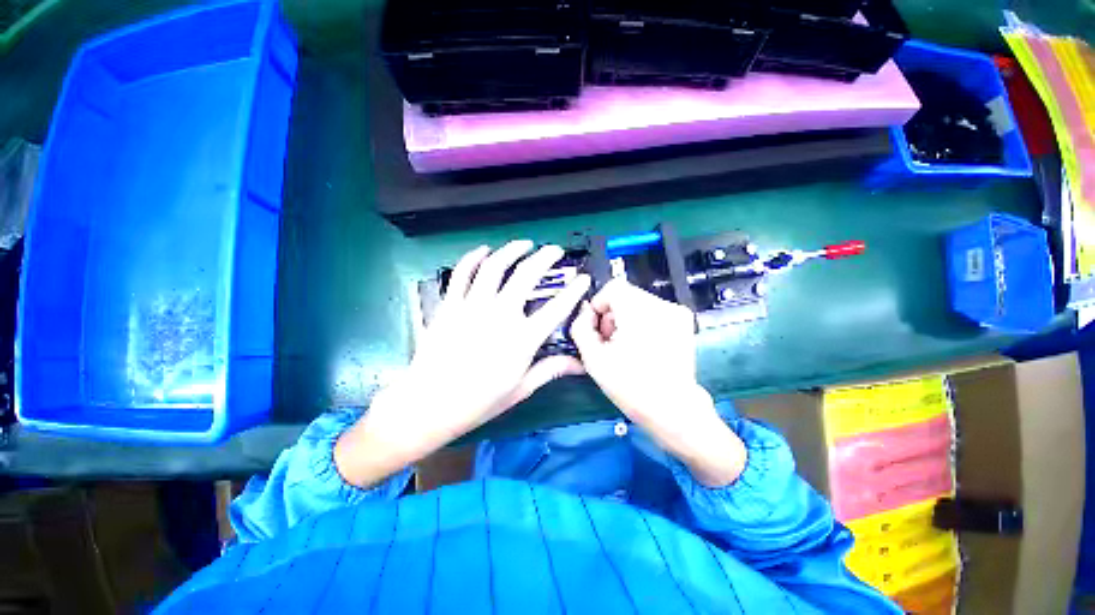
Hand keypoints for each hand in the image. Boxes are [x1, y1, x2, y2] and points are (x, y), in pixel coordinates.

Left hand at [336, 241, 590, 486]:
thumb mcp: (520, 389)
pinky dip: (474, 258)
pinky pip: (462, 273)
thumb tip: (579, 364)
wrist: (429, 404)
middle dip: (545, 257)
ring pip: (495, 267)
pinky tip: (484, 250)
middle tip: (554, 250)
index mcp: (522, 339)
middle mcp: (500, 315)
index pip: (557, 308)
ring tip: (524, 244)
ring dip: (512, 250)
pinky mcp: (450, 305)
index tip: (583, 278)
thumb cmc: (478, 401)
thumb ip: (550, 370)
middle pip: (527, 276)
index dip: (574, 291)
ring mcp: (473, 307)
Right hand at [570, 279, 745, 486]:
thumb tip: (584, 312)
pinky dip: (642, 323)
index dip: (599, 305)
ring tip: (627, 346)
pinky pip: (653, 312)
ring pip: (638, 303)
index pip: (613, 287)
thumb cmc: (631, 386)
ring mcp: (676, 313)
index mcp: (640, 312)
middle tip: (610, 342)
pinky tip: (642, 346)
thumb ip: (580, 327)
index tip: (597, 328)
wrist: (673, 410)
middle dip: (612, 315)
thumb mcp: (593, 358)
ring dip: (626, 319)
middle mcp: (662, 306)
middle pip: (625, 295)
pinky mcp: (683, 322)